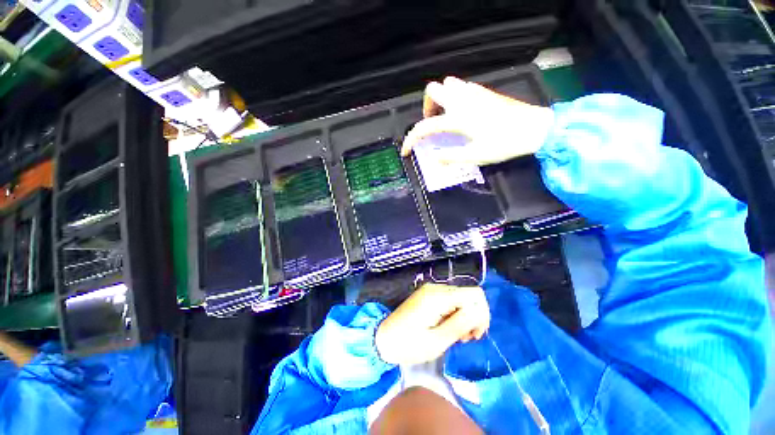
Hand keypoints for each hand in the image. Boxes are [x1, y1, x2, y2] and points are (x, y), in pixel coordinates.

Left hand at [375, 283, 489, 365]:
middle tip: (464, 338)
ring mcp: (431, 290)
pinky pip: (450, 299)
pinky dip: (455, 313)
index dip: (481, 313)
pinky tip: (448, 327)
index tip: (474, 334)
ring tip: (456, 336)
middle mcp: (436, 288)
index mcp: (438, 297)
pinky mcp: (428, 295)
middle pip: (469, 295)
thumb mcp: (437, 341)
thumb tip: (479, 311)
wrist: (383, 338)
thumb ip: (460, 323)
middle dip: (473, 316)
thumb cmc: (408, 344)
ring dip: (465, 316)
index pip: (474, 294)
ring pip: (461, 297)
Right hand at [401, 76, 554, 165]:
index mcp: (457, 118)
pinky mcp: (483, 92)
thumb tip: (434, 159)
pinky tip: (462, 112)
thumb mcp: (475, 156)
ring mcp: (473, 93)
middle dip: (426, 107)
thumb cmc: (504, 144)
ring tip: (445, 117)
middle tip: (432, 123)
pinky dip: (454, 97)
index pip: (425, 127)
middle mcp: (462, 100)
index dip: (411, 140)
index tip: (406, 152)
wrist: (534, 129)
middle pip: (433, 90)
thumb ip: (450, 157)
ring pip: (447, 84)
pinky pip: (461, 87)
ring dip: (440, 99)